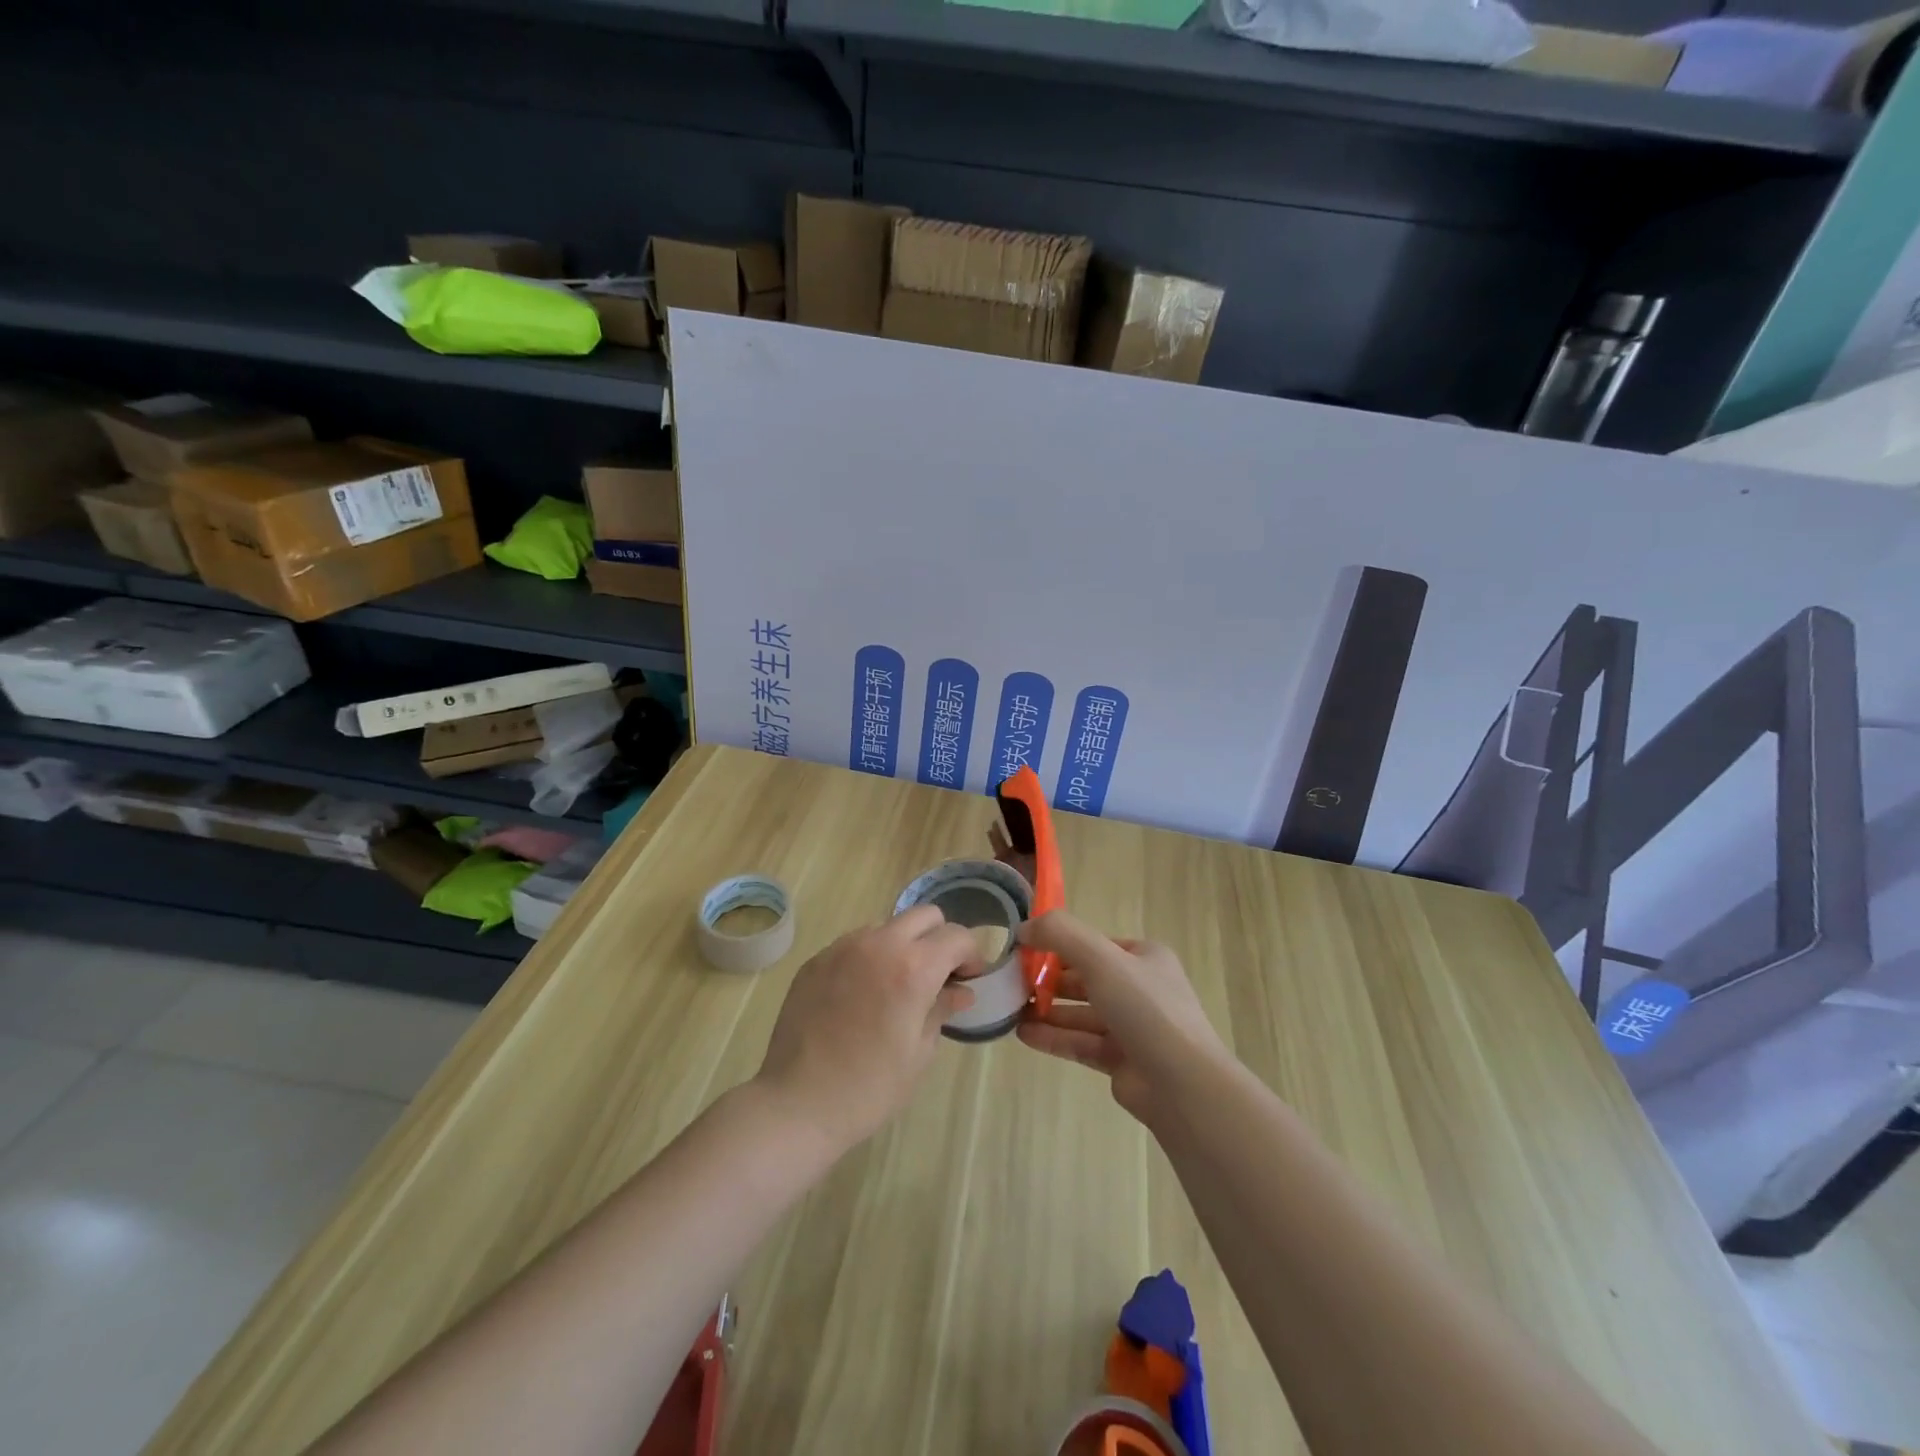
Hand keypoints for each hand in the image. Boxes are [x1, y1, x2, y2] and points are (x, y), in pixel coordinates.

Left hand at [754, 906, 982, 1155]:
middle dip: (939, 939)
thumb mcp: (919, 1052)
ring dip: (902, 945)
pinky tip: (860, 996)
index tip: (968, 979)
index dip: (971, 955)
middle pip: (924, 916)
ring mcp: (843, 947)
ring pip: (887, 926)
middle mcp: (879, 944)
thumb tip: (960, 990)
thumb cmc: (870, 1087)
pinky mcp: (816, 959)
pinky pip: (854, 944)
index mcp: (913, 967)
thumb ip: (942, 1008)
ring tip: (894, 986)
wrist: (797, 1104)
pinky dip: (869, 958)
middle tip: (937, 975)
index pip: (956, 936)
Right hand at [1015, 911, 1227, 1126]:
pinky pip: (1081, 1043)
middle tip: (1012, 983)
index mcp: (1145, 958)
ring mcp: (1132, 1027)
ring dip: (1047, 1010)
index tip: (1024, 949)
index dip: (1059, 945)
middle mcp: (1141, 989)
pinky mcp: (1122, 1061)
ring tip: (1011, 1010)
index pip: (1095, 944)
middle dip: (1049, 980)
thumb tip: (1023, 927)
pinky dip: (1054, 1037)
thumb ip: (1060, 934)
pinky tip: (1024, 1035)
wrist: (1183, 1085)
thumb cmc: (1145, 1009)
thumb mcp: (1101, 958)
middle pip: (1086, 979)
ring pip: (1081, 1013)